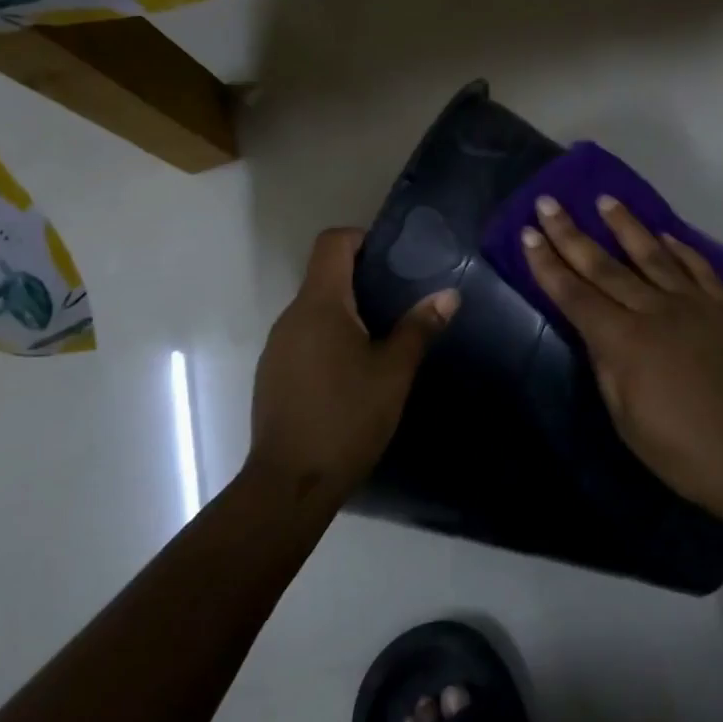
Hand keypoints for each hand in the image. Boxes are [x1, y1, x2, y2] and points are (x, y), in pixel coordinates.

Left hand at [250, 228, 457, 501]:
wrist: (291, 483)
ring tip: (383, 336)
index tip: (392, 258)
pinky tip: (354, 371)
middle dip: (362, 279)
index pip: (332, 243)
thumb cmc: (347, 417)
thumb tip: (449, 294)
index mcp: (320, 305)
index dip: (361, 238)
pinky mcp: (273, 373)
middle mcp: (291, 316)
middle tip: (402, 299)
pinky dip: (330, 338)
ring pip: (315, 310)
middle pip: (324, 275)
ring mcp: (277, 346)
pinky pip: (304, 337)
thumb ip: (419, 328)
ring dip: (347, 312)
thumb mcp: (394, 372)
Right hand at [521, 196, 722, 514]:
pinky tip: (665, 233)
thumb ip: (607, 367)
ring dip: (625, 225)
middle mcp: (655, 311)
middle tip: (547, 203)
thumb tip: (596, 332)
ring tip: (604, 200)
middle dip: (571, 234)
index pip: (575, 295)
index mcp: (624, 341)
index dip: (547, 265)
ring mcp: (693, 305)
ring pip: (652, 254)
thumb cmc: (683, 452)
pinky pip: (698, 268)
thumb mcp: (626, 419)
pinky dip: (680, 248)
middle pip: (605, 266)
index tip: (528, 234)